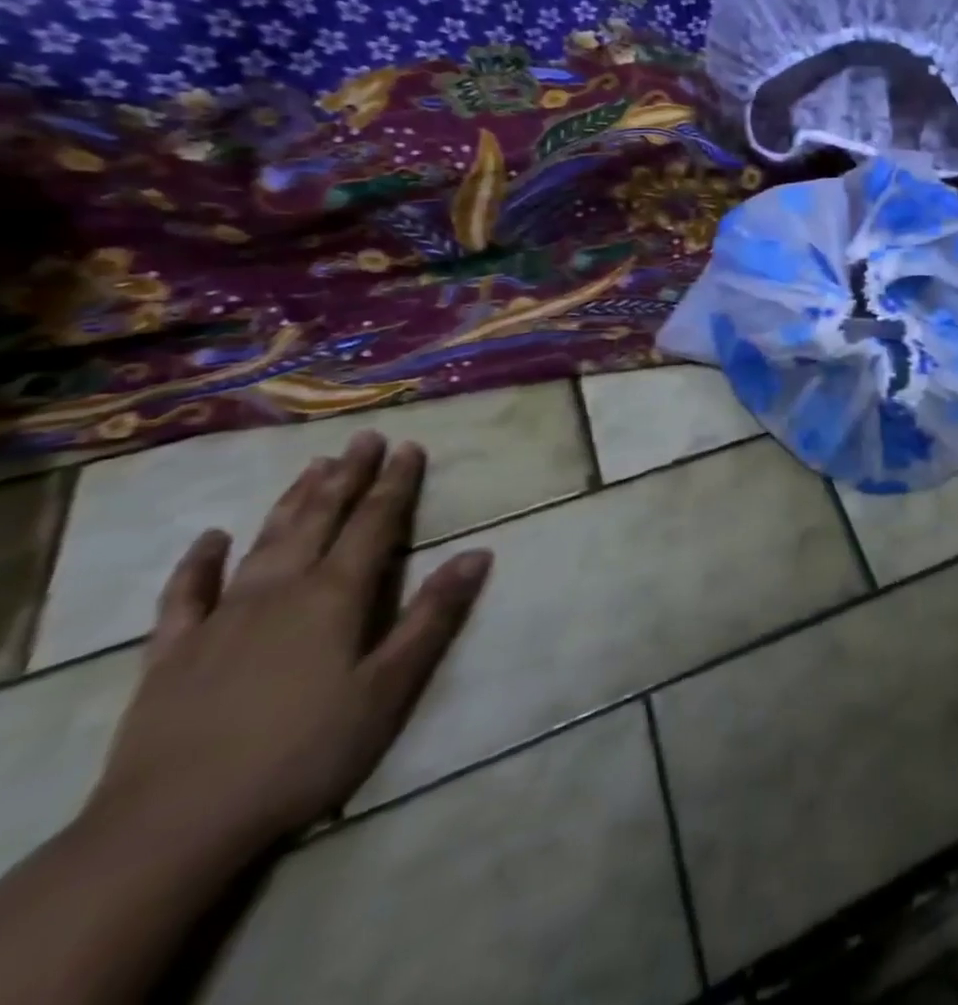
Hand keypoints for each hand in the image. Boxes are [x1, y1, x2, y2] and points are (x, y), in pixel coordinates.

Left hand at [82, 433, 491, 858]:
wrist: (172, 826)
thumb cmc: (304, 752)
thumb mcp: (389, 688)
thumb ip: (432, 616)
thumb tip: (477, 552)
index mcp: (335, 597)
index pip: (375, 524)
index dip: (395, 484)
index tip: (410, 447)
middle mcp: (280, 591)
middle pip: (319, 520)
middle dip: (347, 476)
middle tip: (364, 438)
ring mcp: (221, 619)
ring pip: (264, 543)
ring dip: (291, 501)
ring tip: (313, 465)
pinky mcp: (172, 653)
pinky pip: (185, 595)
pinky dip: (198, 563)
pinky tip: (210, 538)